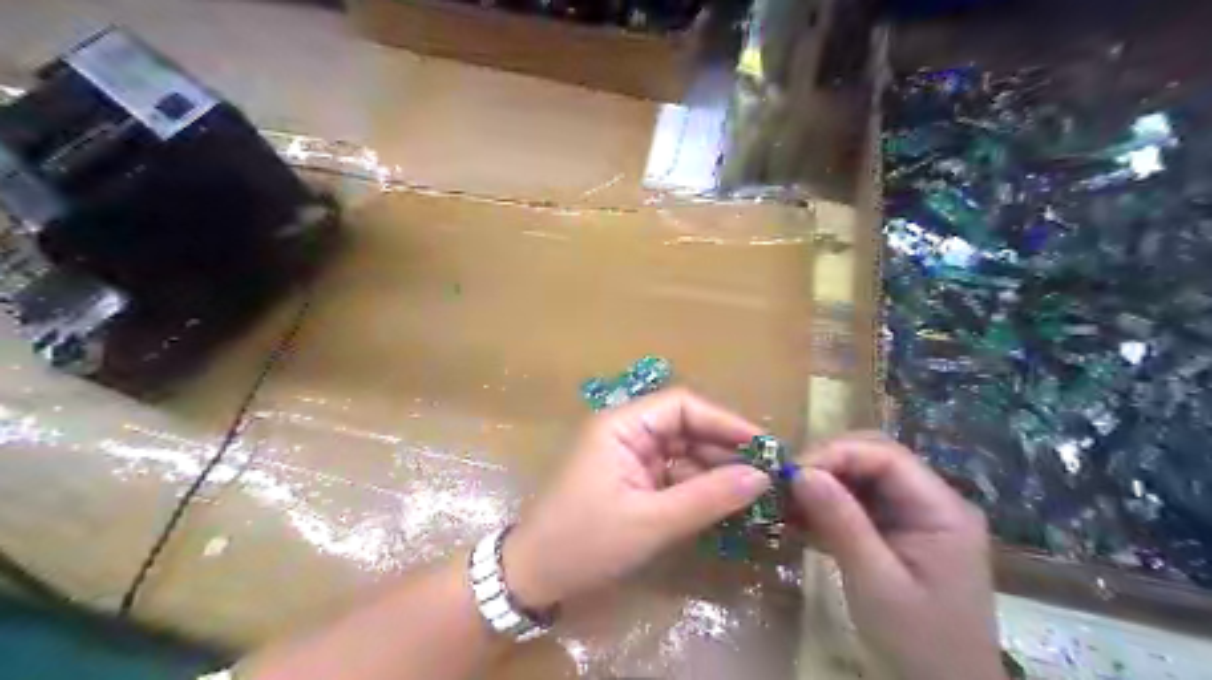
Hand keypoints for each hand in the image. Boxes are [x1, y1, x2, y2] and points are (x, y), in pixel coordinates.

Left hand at [499, 390, 764, 609]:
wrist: (534, 577)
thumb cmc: (585, 542)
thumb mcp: (651, 522)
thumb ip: (707, 497)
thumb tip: (762, 477)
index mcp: (621, 426)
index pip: (682, 405)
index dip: (725, 421)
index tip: (764, 446)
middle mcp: (626, 432)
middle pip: (685, 427)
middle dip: (724, 448)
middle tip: (767, 473)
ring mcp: (628, 457)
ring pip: (683, 452)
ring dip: (715, 469)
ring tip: (755, 491)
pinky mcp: (632, 481)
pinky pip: (673, 475)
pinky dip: (698, 487)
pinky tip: (726, 503)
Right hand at [793, 433, 998, 679]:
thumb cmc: (920, 643)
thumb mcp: (876, 583)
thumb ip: (841, 524)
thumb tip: (800, 473)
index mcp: (941, 509)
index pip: (885, 455)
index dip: (835, 453)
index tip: (791, 473)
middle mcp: (931, 500)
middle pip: (873, 457)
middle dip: (826, 464)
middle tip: (784, 484)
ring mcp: (915, 514)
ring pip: (862, 476)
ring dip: (822, 484)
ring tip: (784, 501)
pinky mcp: (897, 530)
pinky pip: (858, 502)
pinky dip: (827, 506)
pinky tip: (798, 520)